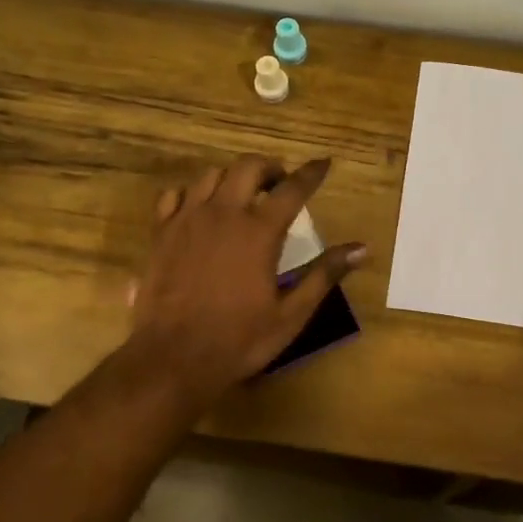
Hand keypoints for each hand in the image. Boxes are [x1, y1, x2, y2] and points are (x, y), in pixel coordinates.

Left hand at [128, 155, 364, 401]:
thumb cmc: (239, 339)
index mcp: (259, 231)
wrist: (173, 358)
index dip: (311, 173)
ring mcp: (187, 220)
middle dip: (269, 168)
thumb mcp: (291, 314)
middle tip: (279, 184)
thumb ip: (324, 275)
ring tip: (242, 195)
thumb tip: (362, 248)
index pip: (292, 189)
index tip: (324, 163)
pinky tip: (199, 209)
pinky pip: (174, 195)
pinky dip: (192, 194)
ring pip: (211, 175)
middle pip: (248, 167)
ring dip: (232, 178)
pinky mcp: (160, 233)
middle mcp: (223, 214)